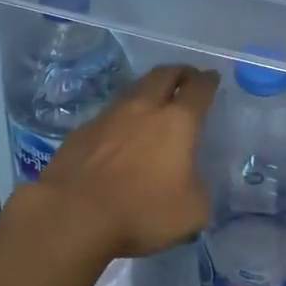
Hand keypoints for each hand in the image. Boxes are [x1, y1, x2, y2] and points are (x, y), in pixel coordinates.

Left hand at [28, 63, 220, 260]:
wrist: (74, 213)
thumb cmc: (141, 211)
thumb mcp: (192, 212)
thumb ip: (198, 188)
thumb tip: (191, 180)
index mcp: (177, 122)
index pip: (198, 89)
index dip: (208, 81)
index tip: (211, 78)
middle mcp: (143, 108)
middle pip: (163, 75)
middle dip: (179, 72)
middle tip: (186, 77)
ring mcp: (108, 116)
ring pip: (134, 89)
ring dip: (148, 89)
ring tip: (154, 99)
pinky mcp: (82, 130)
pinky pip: (109, 114)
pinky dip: (122, 115)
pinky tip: (120, 130)